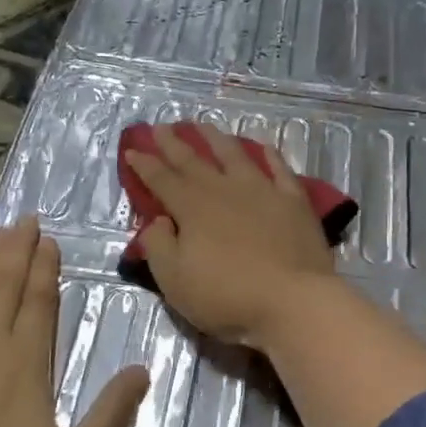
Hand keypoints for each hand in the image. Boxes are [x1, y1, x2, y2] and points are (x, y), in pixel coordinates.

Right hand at [124, 123, 340, 348]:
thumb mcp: (175, 280)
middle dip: (173, 143)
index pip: (161, 179)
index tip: (132, 150)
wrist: (293, 301)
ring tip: (204, 125)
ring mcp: (262, 190)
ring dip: (216, 138)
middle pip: (193, 160)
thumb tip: (157, 220)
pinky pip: (279, 168)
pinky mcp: (293, 200)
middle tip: (160, 126)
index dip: (144, 164)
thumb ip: (159, 245)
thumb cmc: (227, 296)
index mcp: (192, 207)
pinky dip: (269, 154)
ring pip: (234, 154)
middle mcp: (224, 189)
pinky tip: (263, 146)